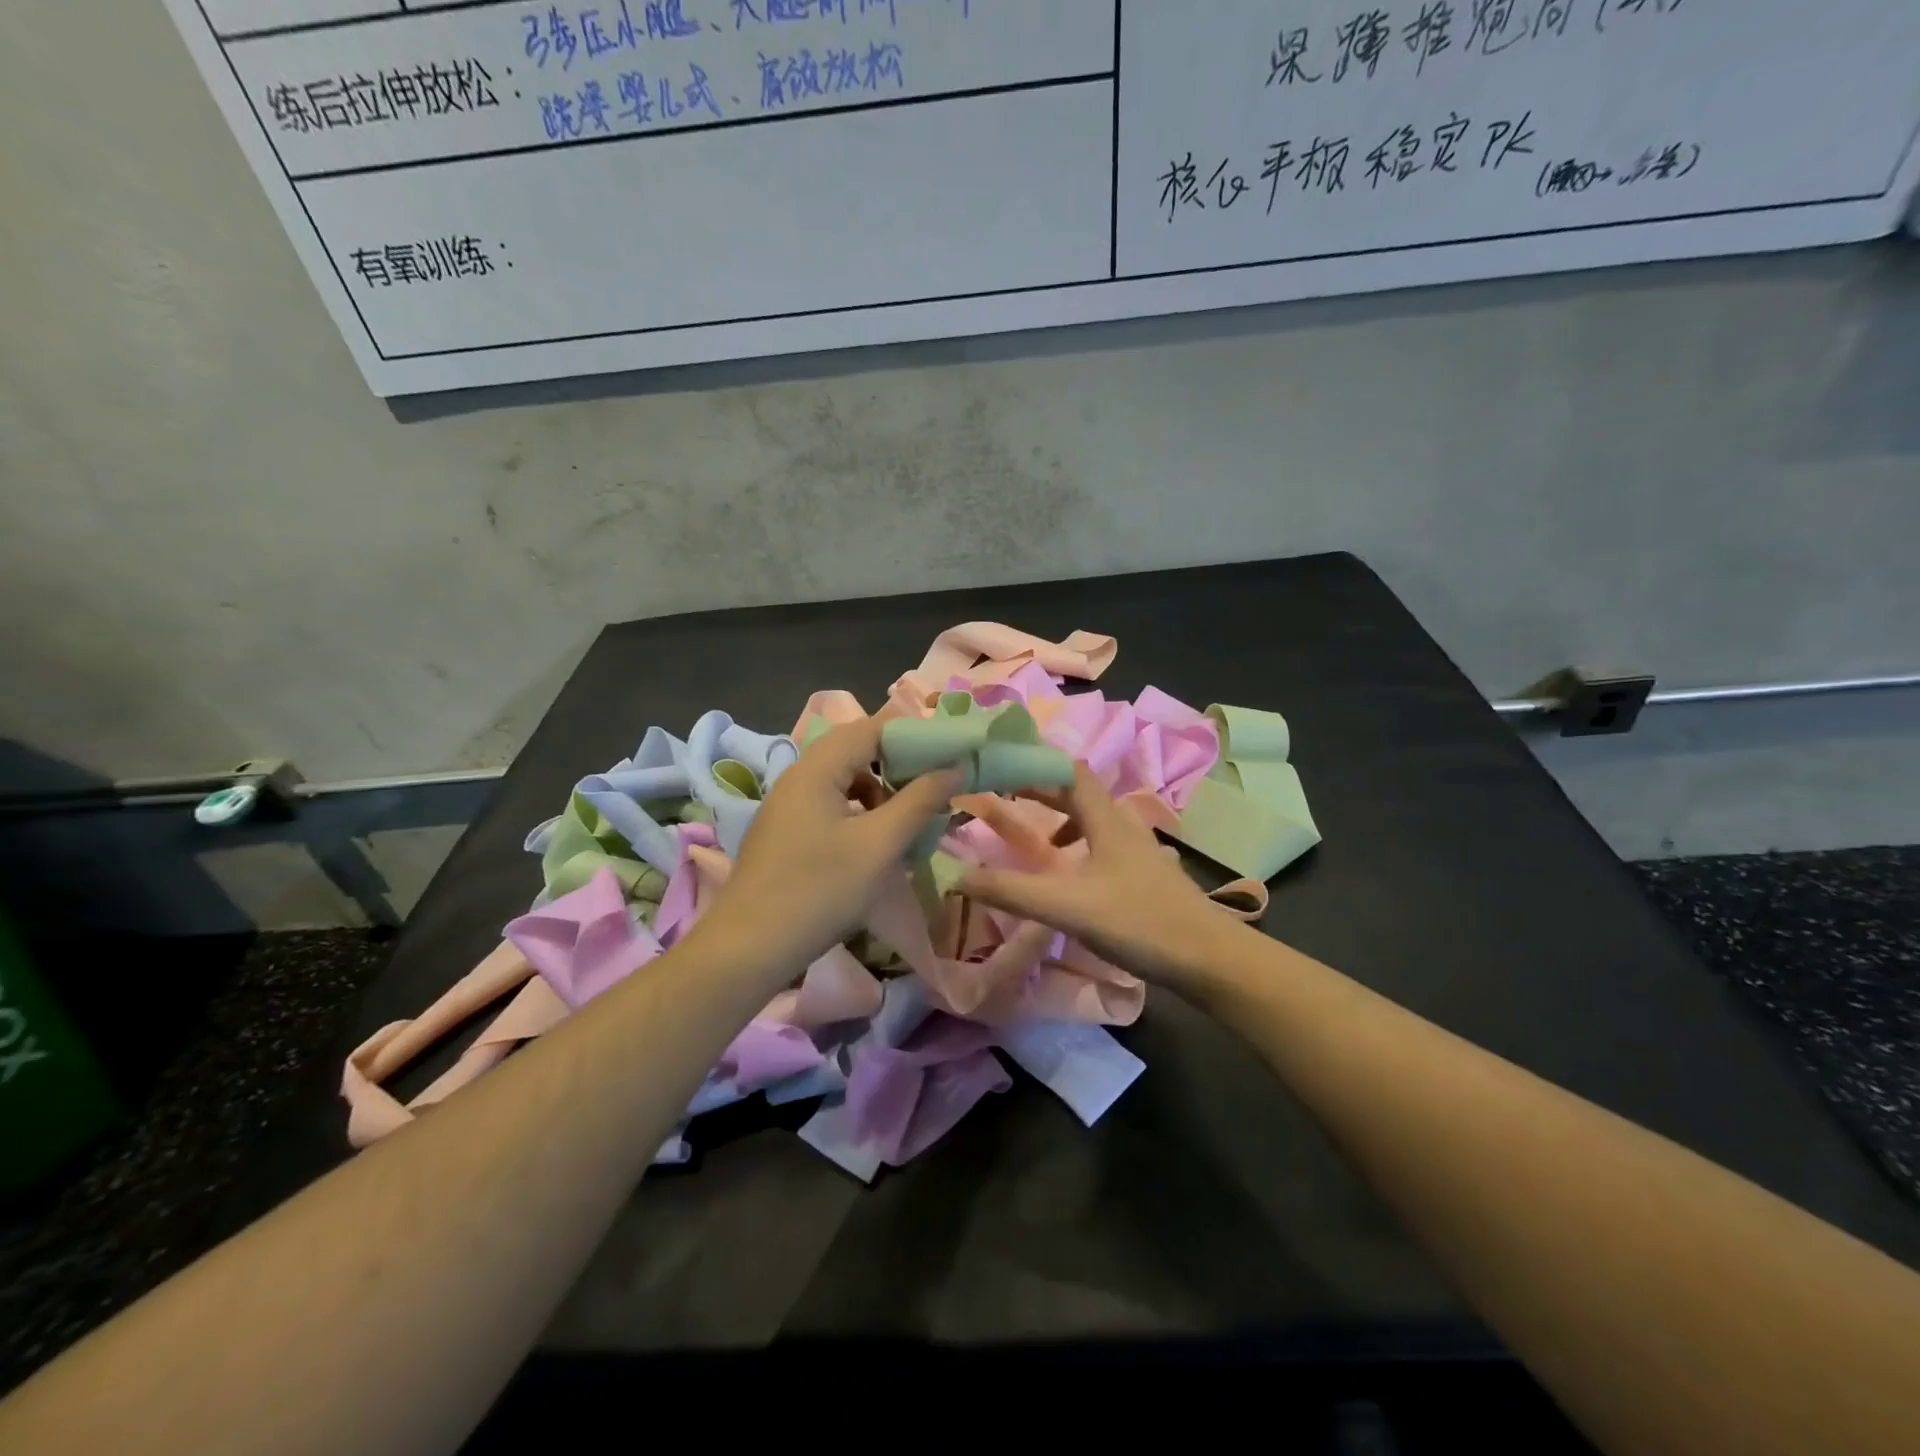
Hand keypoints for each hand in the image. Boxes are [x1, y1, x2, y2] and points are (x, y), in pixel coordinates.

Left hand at [706, 718, 963, 970]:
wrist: (748, 949)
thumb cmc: (819, 891)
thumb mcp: (879, 846)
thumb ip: (919, 802)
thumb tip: (953, 768)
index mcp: (817, 769)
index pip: (872, 728)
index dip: (914, 735)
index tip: (950, 754)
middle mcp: (798, 777)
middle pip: (857, 751)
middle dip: (900, 766)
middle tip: (936, 790)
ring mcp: (788, 806)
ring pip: (845, 781)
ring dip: (881, 793)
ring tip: (909, 822)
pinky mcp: (786, 833)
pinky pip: (831, 806)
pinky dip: (861, 814)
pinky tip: (876, 845)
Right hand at [960, 764, 1239, 991]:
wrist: (1211, 959)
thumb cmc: (1139, 922)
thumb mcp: (1068, 907)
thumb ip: (1012, 891)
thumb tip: (957, 876)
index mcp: (1106, 818)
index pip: (1068, 770)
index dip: (1034, 762)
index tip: (1000, 765)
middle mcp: (1124, 824)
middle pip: (1079, 792)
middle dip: (1041, 790)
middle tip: (1005, 797)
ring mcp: (1140, 849)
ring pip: (1095, 820)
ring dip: (1062, 820)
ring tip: (1038, 841)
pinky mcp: (1147, 874)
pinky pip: (1105, 844)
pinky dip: (1081, 848)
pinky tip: (1074, 878)